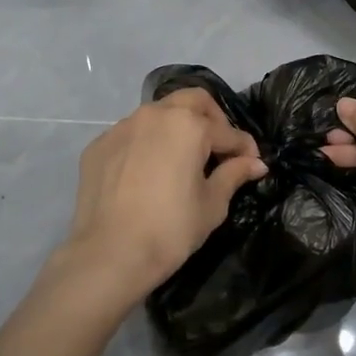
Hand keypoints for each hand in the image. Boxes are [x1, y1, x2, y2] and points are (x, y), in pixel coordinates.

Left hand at [53, 89, 265, 312]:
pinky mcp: (99, 145)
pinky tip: (148, 172)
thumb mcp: (212, 204)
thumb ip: (234, 174)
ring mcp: (122, 127)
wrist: (110, 254)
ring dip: (177, 128)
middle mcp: (155, 115)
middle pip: (193, 101)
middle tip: (218, 148)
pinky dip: (147, 145)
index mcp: (189, 125)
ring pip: (158, 114)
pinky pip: (131, 135)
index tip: (253, 163)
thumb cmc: (171, 229)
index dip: (245, 147)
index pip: (227, 131)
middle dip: (212, 119)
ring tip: (182, 159)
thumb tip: (256, 163)